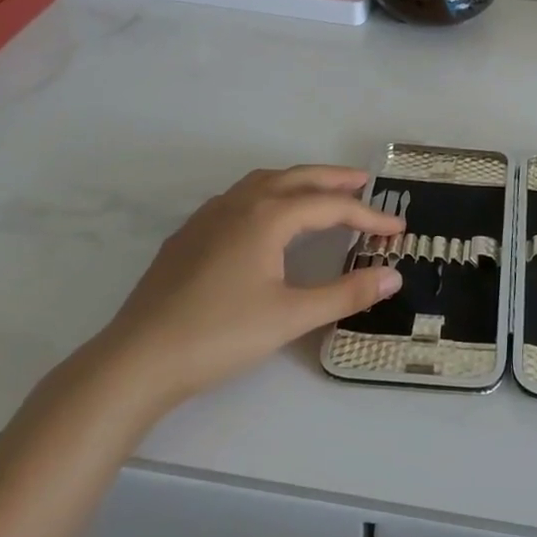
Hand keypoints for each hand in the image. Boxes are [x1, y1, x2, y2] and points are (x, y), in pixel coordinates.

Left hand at [85, 165, 403, 417]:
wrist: (138, 359)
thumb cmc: (220, 334)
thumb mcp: (291, 316)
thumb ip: (346, 293)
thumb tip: (393, 275)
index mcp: (268, 216)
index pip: (330, 206)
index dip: (368, 216)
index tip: (397, 229)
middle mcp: (239, 203)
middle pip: (297, 178)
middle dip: (334, 179)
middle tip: (365, 182)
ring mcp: (209, 216)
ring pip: (263, 182)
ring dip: (298, 181)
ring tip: (320, 192)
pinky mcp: (189, 234)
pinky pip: (239, 197)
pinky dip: (268, 194)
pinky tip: (266, 218)